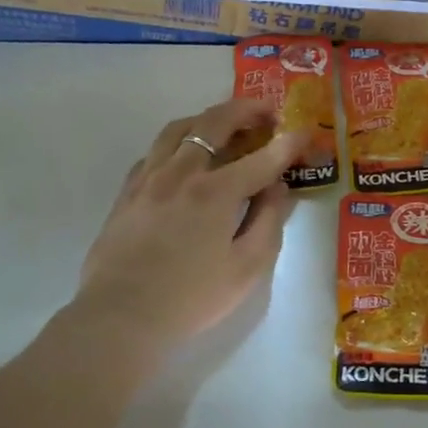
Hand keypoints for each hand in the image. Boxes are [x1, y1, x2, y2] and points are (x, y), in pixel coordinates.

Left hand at [72, 98, 307, 366]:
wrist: (121, 316)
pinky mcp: (128, 192)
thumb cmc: (192, 297)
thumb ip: (268, 222)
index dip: (289, 143)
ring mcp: (149, 179)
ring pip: (179, 129)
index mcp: (216, 192)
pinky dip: (177, 143)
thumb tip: (277, 188)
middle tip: (266, 112)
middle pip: (214, 124)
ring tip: (224, 124)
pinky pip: (154, 151)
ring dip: (207, 119)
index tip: (306, 133)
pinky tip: (183, 157)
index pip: (262, 157)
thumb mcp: (247, 268)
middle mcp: (181, 173)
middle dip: (245, 111)